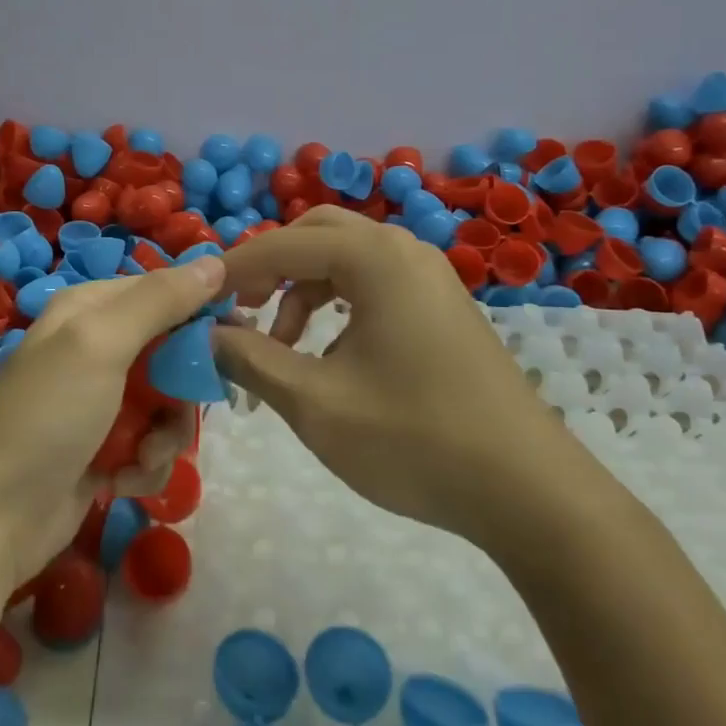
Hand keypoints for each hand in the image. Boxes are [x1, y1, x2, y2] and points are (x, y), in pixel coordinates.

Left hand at [0, 257, 217, 587]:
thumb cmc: (46, 417)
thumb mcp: (100, 344)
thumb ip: (159, 301)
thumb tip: (216, 263)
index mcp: (91, 309)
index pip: (165, 293)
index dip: (202, 313)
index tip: (236, 340)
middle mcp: (96, 347)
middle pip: (172, 353)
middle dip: (182, 391)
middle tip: (179, 416)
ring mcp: (100, 400)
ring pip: (168, 404)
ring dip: (166, 436)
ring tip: (142, 459)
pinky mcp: (104, 447)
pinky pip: (151, 443)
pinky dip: (146, 464)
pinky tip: (124, 482)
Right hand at [215, 207, 579, 544]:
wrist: (528, 491)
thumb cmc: (414, 440)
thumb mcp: (315, 403)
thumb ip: (250, 358)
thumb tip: (206, 333)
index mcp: (374, 258)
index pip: (282, 245)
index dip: (232, 270)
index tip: (196, 300)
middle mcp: (404, 251)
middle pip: (316, 235)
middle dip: (270, 268)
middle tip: (239, 311)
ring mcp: (430, 277)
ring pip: (345, 259)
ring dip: (302, 290)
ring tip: (281, 348)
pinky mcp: (442, 307)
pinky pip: (374, 284)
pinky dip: (337, 305)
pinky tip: (329, 356)